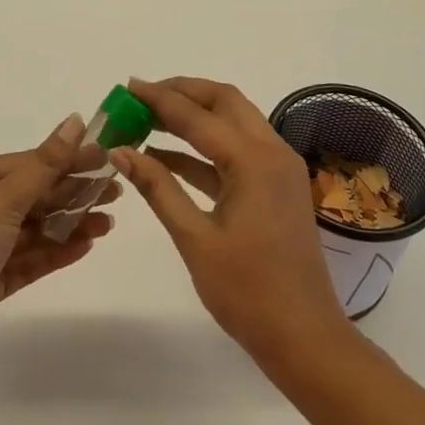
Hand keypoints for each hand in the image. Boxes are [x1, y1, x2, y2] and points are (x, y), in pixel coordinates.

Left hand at [0, 114, 119, 380]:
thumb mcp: (4, 196)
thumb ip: (46, 163)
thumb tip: (76, 120)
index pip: (27, 163)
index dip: (66, 159)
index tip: (105, 159)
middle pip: (33, 195)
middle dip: (73, 193)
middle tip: (116, 192)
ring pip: (35, 229)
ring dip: (70, 223)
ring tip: (108, 223)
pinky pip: (30, 259)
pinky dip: (57, 251)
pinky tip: (86, 245)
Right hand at [112, 76, 352, 370]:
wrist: (305, 338)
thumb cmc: (247, 292)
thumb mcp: (194, 238)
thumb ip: (158, 188)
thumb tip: (120, 151)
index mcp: (253, 160)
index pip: (197, 115)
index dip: (159, 99)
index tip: (127, 87)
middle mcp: (272, 152)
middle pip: (224, 102)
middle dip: (182, 92)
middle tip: (142, 95)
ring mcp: (279, 169)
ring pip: (234, 122)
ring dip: (195, 115)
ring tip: (149, 118)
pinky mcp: (277, 187)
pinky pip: (238, 151)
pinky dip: (205, 148)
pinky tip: (168, 156)